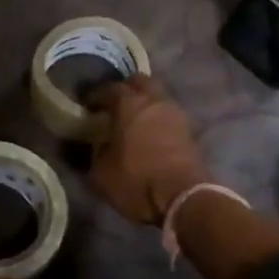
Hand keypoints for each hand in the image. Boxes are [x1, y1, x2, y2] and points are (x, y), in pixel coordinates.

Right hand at [89, 76, 209, 225]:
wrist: (182, 197)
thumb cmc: (136, 180)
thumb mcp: (101, 172)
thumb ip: (96, 152)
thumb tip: (98, 145)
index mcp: (129, 104)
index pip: (110, 88)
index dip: (97, 95)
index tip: (89, 105)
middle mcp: (154, 101)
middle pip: (140, 82)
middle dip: (127, 89)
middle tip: (115, 104)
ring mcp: (176, 114)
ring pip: (158, 97)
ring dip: (146, 104)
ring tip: (134, 120)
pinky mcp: (190, 131)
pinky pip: (169, 115)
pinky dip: (158, 119)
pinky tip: (150, 134)